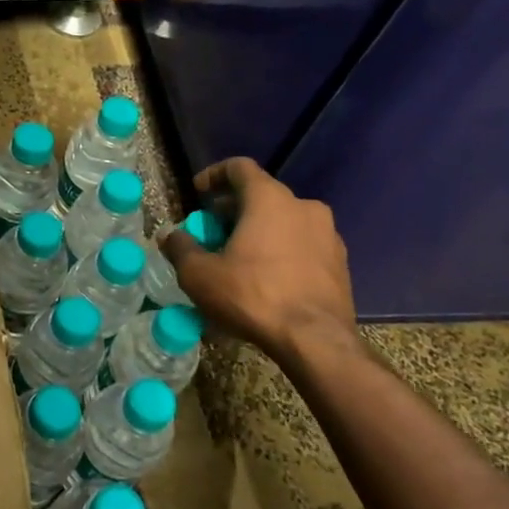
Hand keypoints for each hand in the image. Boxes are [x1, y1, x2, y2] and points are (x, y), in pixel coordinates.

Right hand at [163, 157, 357, 358]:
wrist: (315, 340)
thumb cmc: (252, 296)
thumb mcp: (200, 275)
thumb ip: (180, 248)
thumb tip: (169, 235)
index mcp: (269, 199)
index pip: (239, 167)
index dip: (214, 175)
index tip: (198, 193)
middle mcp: (303, 206)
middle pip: (262, 195)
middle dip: (233, 210)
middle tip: (212, 232)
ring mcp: (328, 234)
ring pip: (284, 221)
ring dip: (259, 231)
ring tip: (238, 258)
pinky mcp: (340, 262)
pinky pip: (302, 245)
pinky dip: (281, 251)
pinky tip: (267, 278)